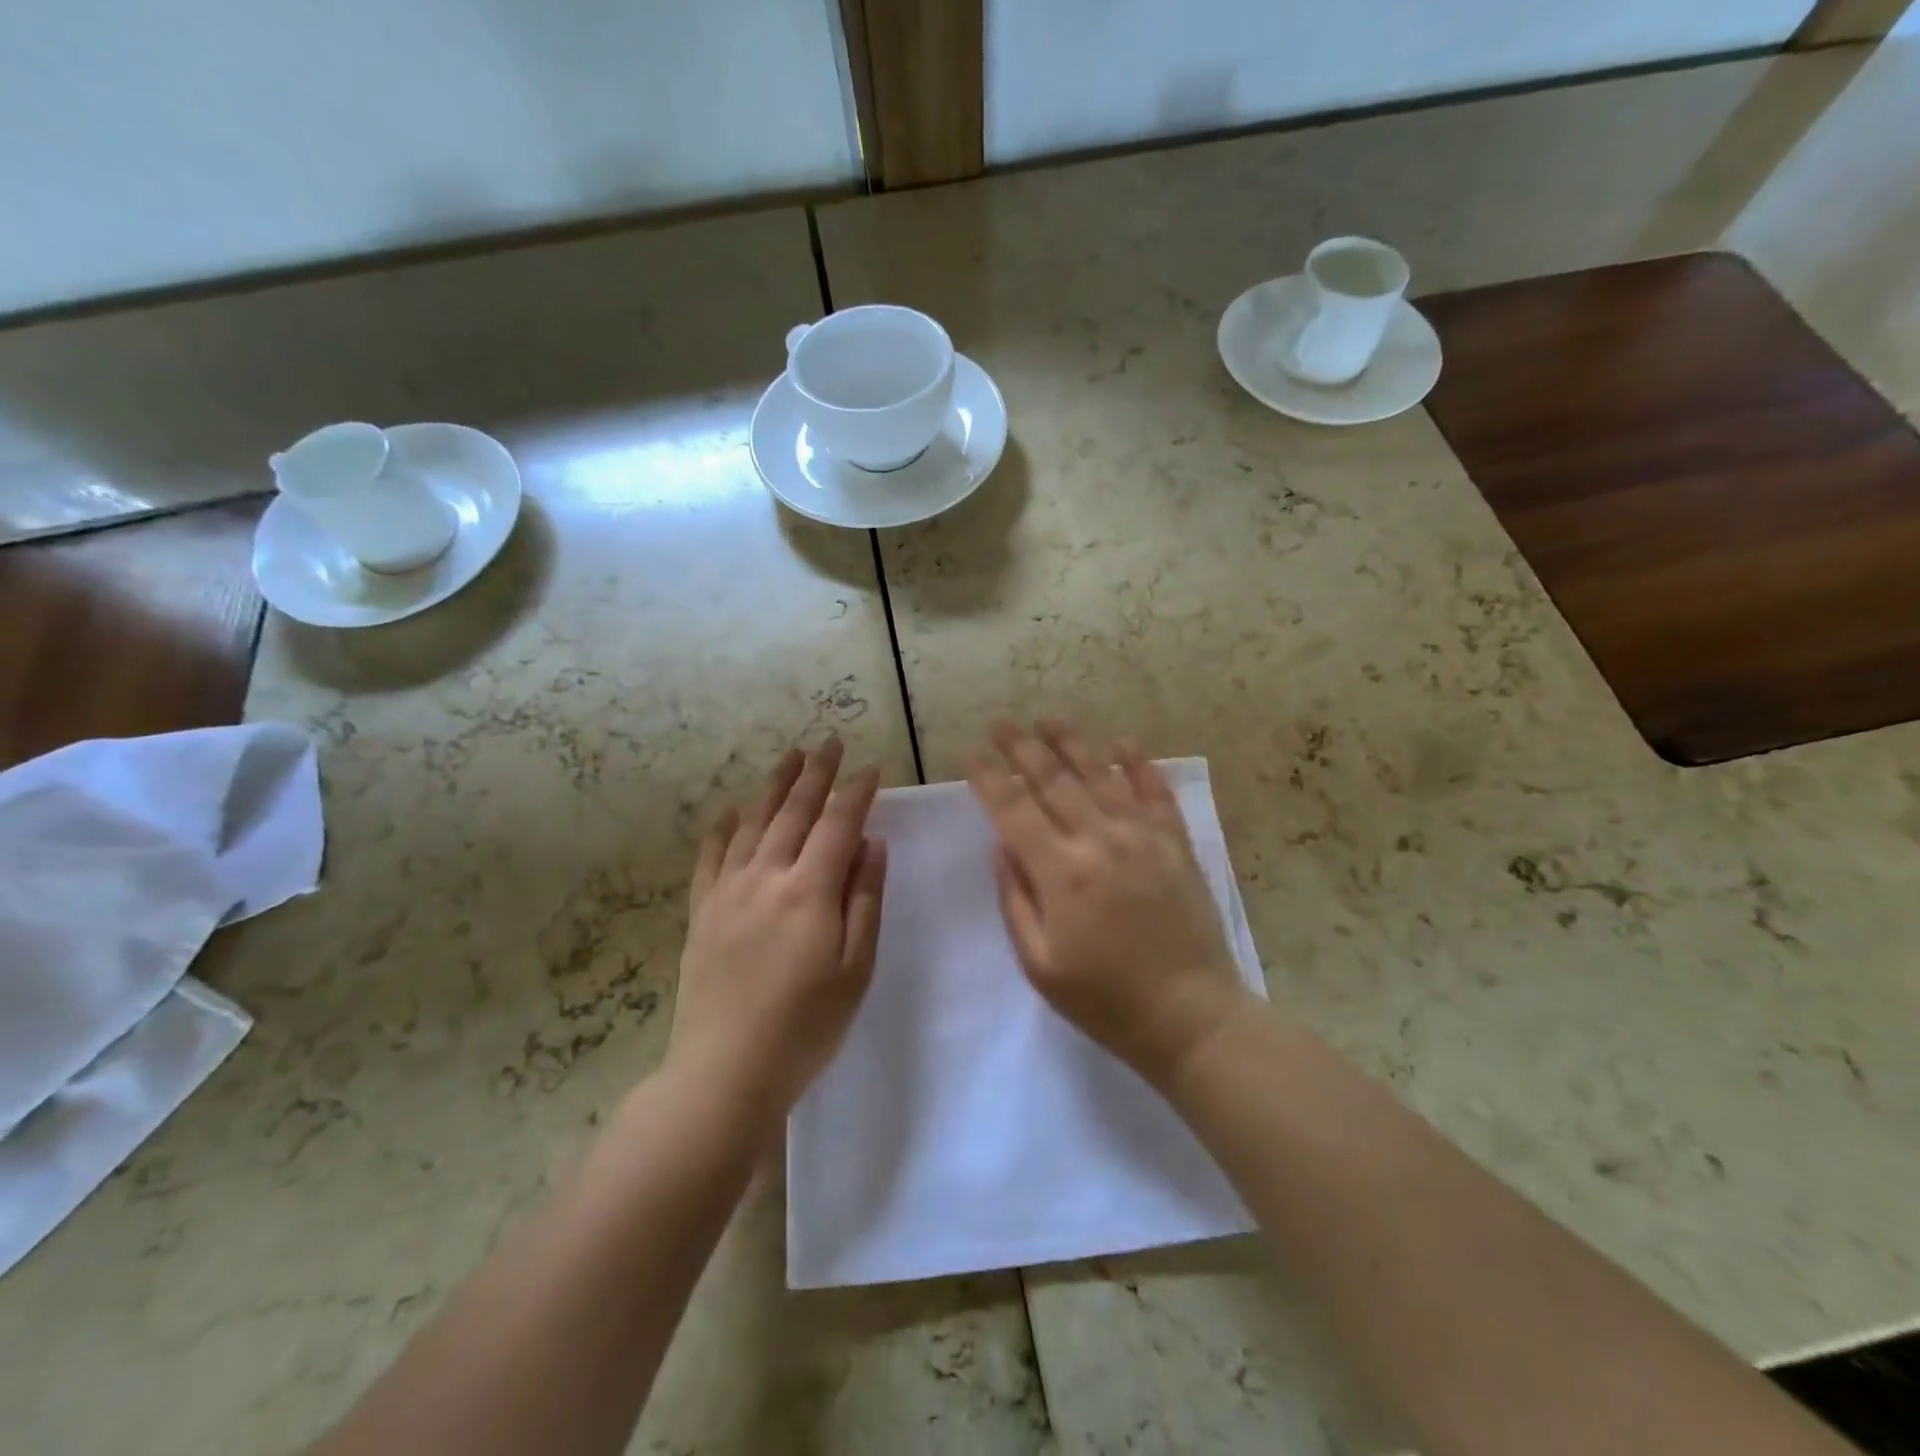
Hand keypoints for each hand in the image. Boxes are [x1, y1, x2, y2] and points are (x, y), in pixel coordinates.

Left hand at [670, 738, 886, 1115]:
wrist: (725, 1072)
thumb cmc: (806, 1026)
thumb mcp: (855, 968)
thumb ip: (864, 899)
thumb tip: (872, 843)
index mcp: (809, 891)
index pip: (838, 825)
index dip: (856, 793)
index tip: (870, 768)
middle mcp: (766, 877)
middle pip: (794, 812)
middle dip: (815, 774)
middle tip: (828, 743)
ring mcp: (727, 892)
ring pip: (753, 824)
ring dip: (773, 787)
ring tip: (789, 758)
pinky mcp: (701, 912)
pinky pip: (711, 857)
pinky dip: (721, 829)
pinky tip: (729, 811)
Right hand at [968, 720, 1251, 1083]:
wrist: (1190, 1016)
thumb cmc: (1104, 999)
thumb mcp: (1039, 963)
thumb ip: (1015, 898)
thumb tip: (1002, 846)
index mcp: (1061, 872)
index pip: (1013, 809)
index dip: (988, 777)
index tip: (970, 754)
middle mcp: (1100, 840)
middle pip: (1053, 779)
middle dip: (1022, 747)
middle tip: (1001, 724)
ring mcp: (1143, 836)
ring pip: (1101, 773)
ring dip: (1072, 741)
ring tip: (1048, 719)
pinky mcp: (1176, 843)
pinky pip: (1155, 791)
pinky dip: (1138, 762)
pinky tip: (1122, 742)